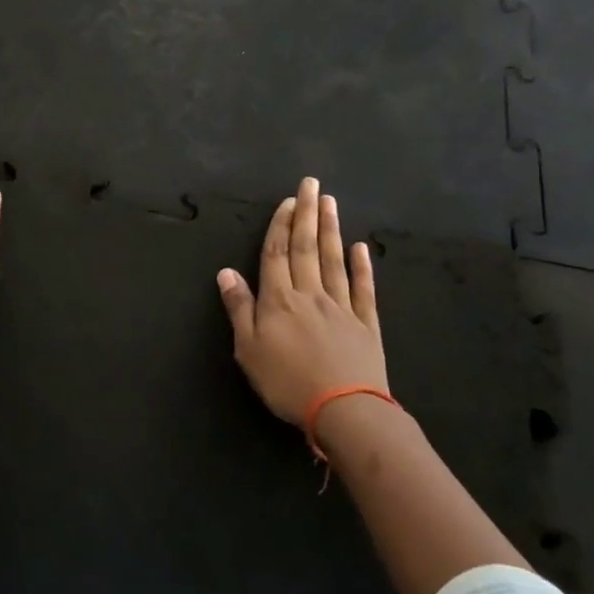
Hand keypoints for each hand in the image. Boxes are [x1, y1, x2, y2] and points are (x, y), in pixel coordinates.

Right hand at [217, 177, 387, 425]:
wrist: (345, 410)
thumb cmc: (287, 382)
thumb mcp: (249, 350)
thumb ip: (239, 308)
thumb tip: (226, 272)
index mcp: (279, 300)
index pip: (277, 254)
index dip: (281, 225)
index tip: (288, 200)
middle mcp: (310, 294)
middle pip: (307, 248)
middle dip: (308, 214)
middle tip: (312, 184)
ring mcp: (341, 307)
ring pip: (334, 261)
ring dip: (331, 230)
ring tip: (331, 202)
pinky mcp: (367, 324)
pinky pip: (364, 289)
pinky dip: (362, 266)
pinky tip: (360, 248)